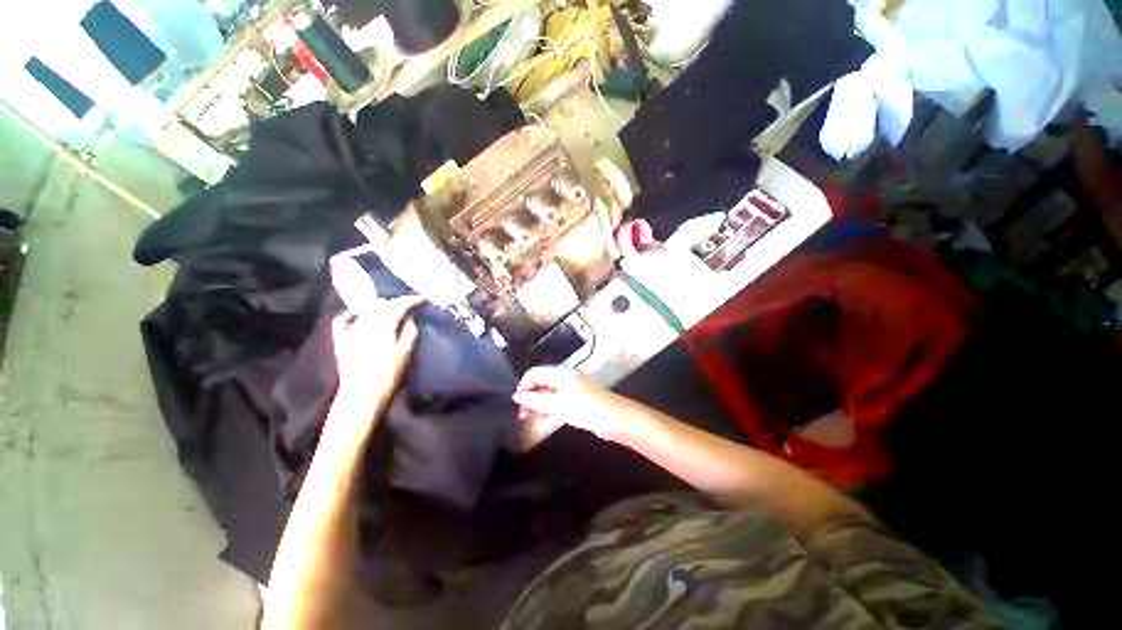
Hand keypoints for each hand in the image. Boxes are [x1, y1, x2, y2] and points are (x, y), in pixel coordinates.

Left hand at [330, 296, 423, 409]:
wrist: (363, 395)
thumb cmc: (389, 373)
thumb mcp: (406, 352)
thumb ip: (410, 331)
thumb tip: (409, 318)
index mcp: (383, 325)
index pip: (398, 305)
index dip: (411, 300)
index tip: (422, 300)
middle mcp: (365, 323)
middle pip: (382, 305)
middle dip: (396, 302)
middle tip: (409, 304)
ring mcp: (350, 330)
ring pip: (366, 310)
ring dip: (380, 306)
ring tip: (391, 308)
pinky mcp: (341, 340)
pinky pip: (343, 320)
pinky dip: (352, 313)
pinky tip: (359, 312)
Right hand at [512, 366, 633, 439]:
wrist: (615, 418)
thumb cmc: (585, 409)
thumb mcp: (557, 405)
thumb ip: (535, 400)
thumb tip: (517, 396)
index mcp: (560, 373)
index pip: (534, 373)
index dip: (523, 386)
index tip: (516, 404)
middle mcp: (565, 377)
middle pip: (542, 382)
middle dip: (530, 396)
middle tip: (522, 415)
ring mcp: (573, 388)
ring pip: (550, 393)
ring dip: (539, 404)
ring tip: (532, 418)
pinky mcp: (579, 399)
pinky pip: (560, 400)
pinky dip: (551, 407)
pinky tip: (546, 418)